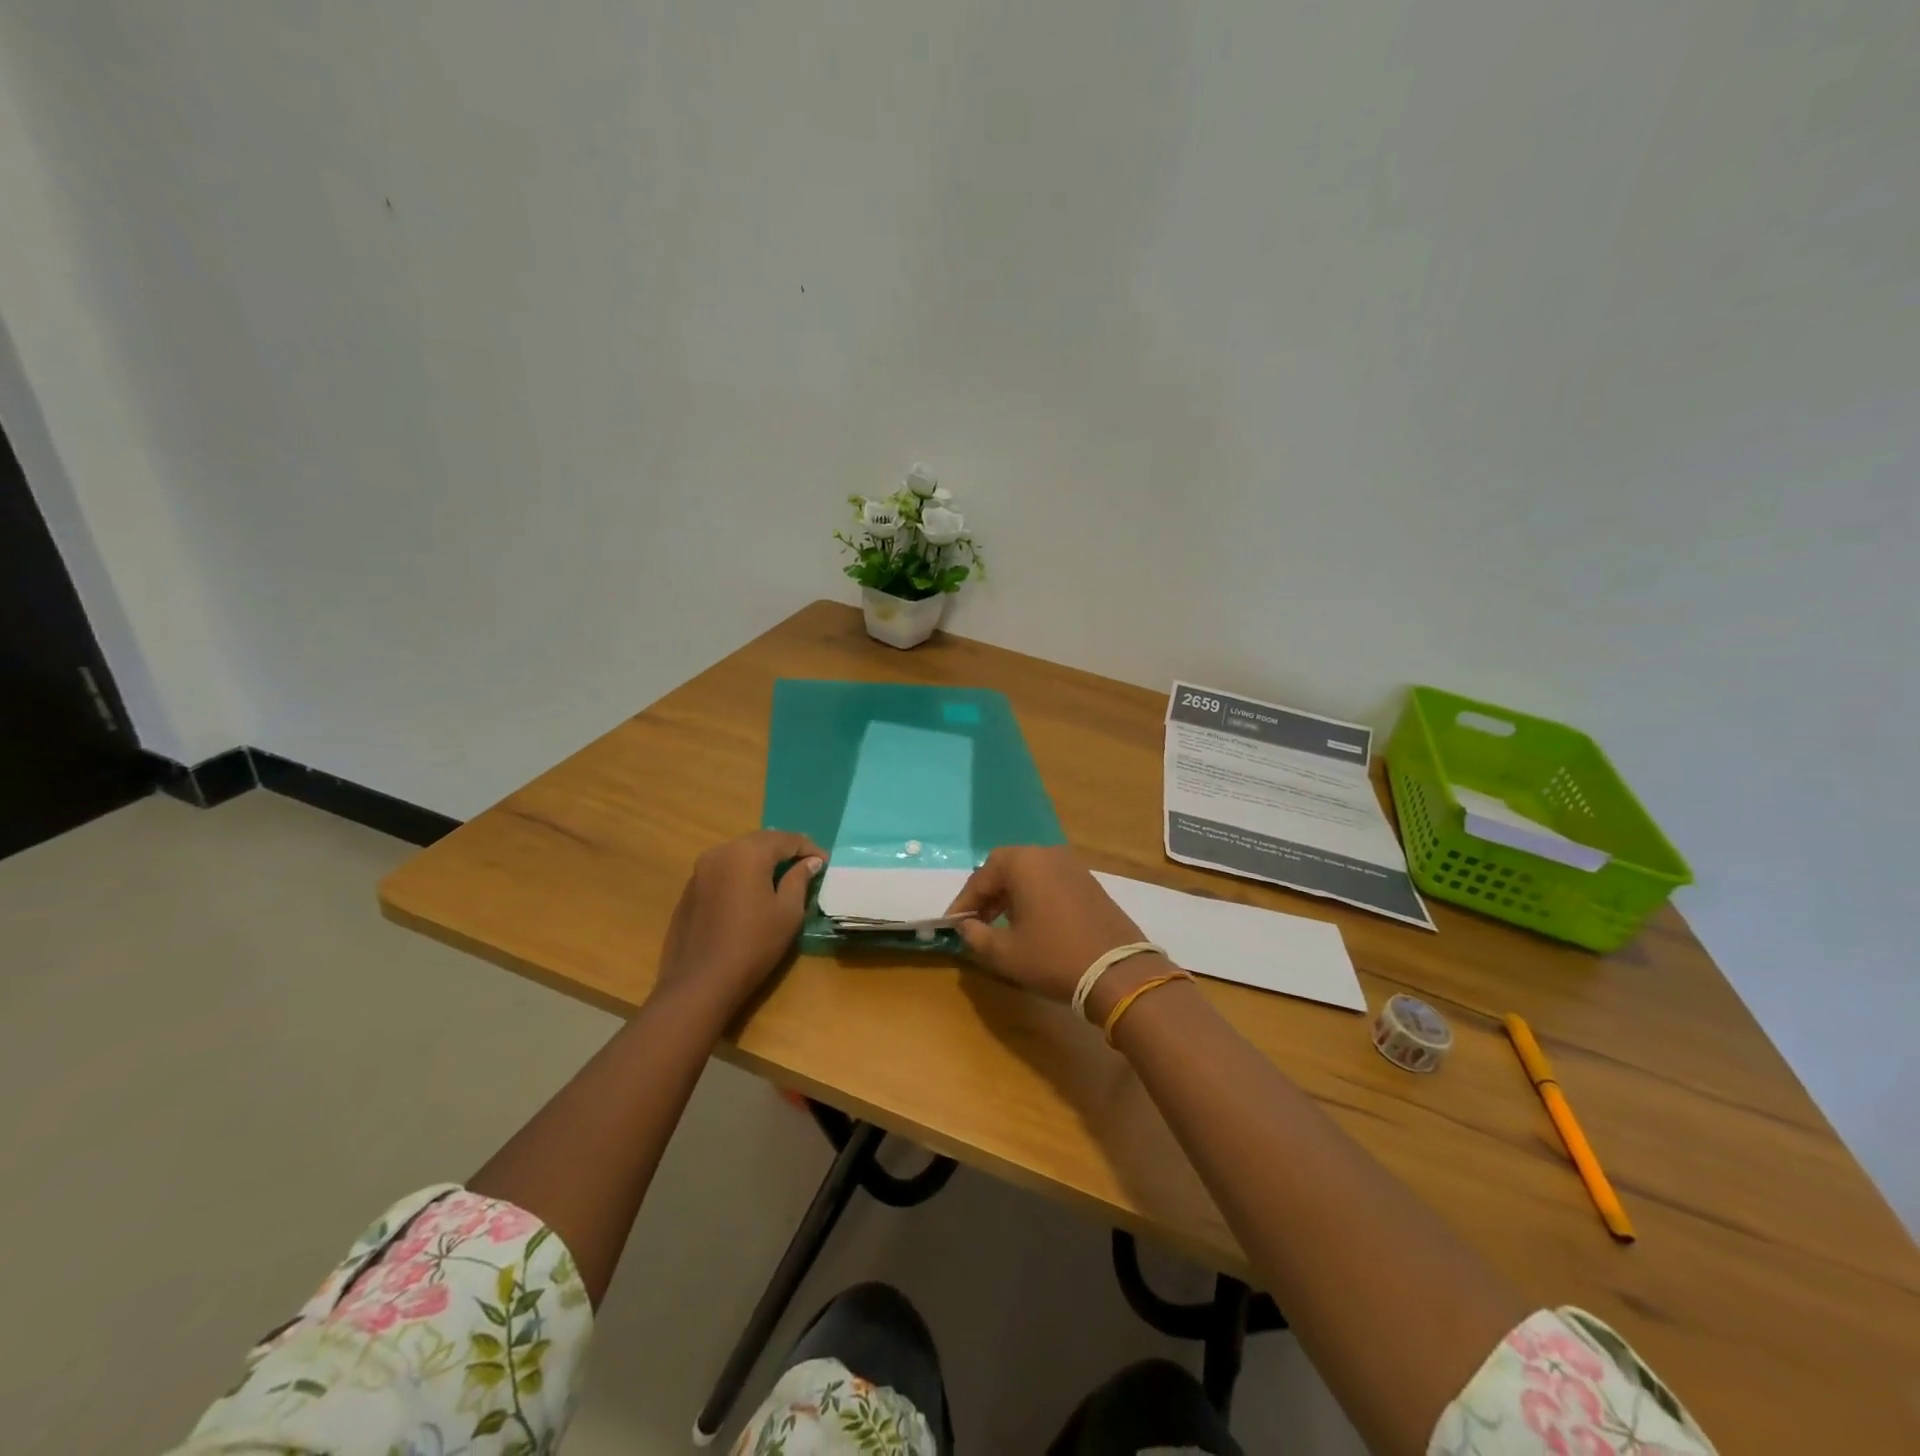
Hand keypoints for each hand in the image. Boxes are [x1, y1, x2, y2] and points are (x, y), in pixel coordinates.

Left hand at [653, 831, 825, 1020]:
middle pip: (761, 841)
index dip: (809, 848)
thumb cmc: (753, 945)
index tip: (825, 863)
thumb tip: (810, 862)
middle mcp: (721, 852)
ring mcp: (700, 870)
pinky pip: (723, 870)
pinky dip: (742, 873)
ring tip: (782, 876)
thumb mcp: (788, 912)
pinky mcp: (690, 889)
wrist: (700, 982)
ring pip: (740, 853)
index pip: (786, 839)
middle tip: (807, 864)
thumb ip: (800, 879)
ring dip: (762, 860)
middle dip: (785, 850)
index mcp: (748, 853)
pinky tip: (751, 892)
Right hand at [946, 846, 1169, 1019]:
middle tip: (976, 923)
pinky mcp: (1089, 882)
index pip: (981, 877)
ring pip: (1029, 874)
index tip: (953, 925)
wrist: (1118, 971)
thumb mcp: (1005, 953)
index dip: (964, 903)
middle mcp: (1047, 854)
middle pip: (1006, 868)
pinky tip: (1032, 923)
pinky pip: (1050, 882)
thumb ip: (976, 936)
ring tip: (1001, 925)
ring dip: (1011, 896)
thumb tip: (965, 926)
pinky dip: (1034, 897)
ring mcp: (1072, 866)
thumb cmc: (1053, 957)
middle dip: (987, 895)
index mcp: (1023, 862)